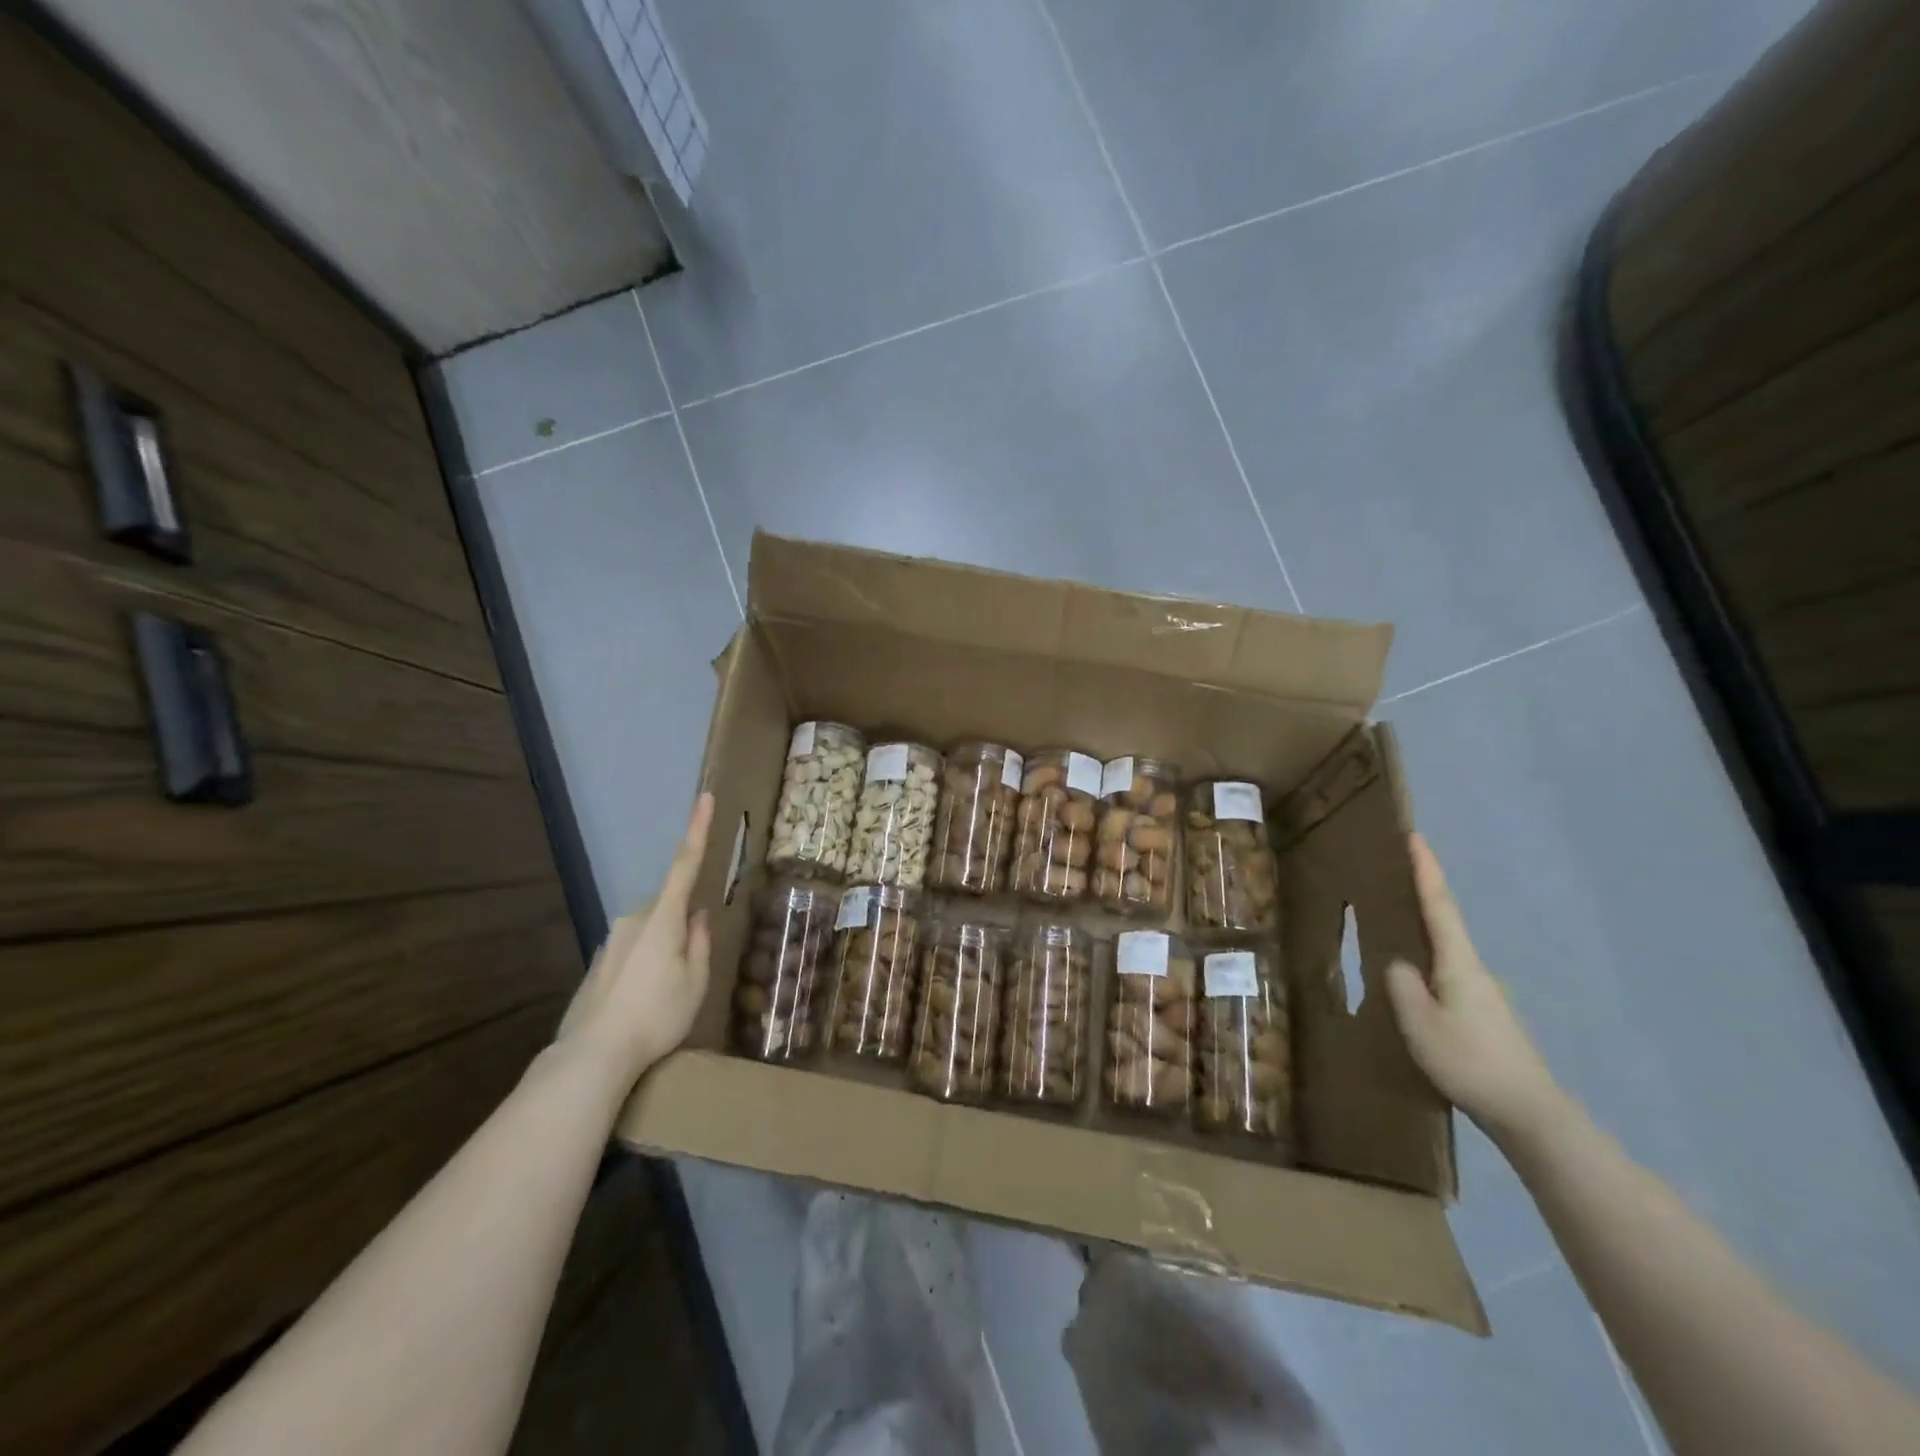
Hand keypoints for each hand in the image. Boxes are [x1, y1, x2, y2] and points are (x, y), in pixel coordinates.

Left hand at [557, 793, 714, 1089]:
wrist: (593, 1055)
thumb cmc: (657, 1015)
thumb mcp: (696, 981)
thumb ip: (701, 942)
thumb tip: (698, 916)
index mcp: (663, 917)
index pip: (686, 864)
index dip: (698, 830)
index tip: (704, 798)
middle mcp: (633, 918)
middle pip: (669, 908)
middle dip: (683, 925)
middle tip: (691, 969)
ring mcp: (611, 939)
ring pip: (650, 931)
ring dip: (664, 949)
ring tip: (666, 996)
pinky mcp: (598, 962)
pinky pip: (632, 951)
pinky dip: (644, 965)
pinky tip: (643, 1002)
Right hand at [1385, 834, 1565, 1143]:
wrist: (1530, 1113)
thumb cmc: (1470, 1061)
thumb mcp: (1419, 1022)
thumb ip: (1401, 985)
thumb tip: (1397, 964)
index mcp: (1459, 964)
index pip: (1439, 905)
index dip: (1427, 870)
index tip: (1416, 837)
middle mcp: (1475, 970)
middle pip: (1445, 924)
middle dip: (1422, 898)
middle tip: (1392, 879)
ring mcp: (1484, 995)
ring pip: (1445, 955)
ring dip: (1422, 937)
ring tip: (1391, 934)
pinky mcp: (1485, 1017)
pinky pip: (1448, 979)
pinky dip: (1428, 968)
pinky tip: (1412, 989)